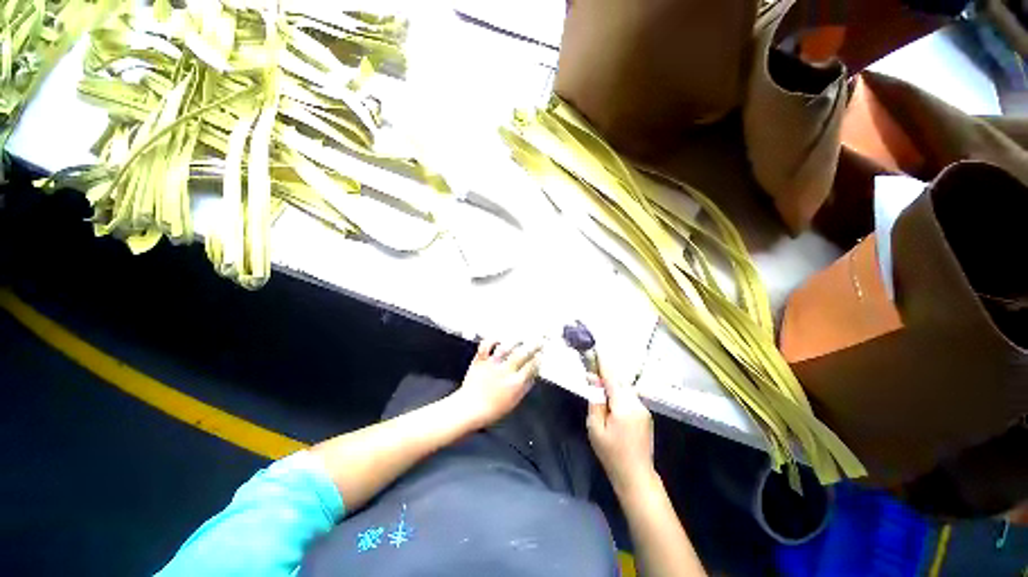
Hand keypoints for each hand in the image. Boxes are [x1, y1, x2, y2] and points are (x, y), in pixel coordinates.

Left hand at [450, 339, 541, 428]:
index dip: (538, 359)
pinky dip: (491, 340)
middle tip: (537, 341)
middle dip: (532, 346)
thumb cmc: (491, 410)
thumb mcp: (513, 402)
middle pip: (522, 354)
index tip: (541, 354)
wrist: (469, 410)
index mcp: (515, 383)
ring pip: (506, 348)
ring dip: (515, 341)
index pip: (531, 366)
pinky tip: (497, 338)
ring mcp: (492, 364)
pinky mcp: (480, 361)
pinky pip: (486, 346)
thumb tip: (532, 377)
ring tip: (521, 337)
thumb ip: (524, 388)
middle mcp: (505, 371)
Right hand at [586, 373, 655, 494]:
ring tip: (599, 384)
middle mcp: (637, 403)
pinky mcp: (645, 415)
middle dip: (606, 373)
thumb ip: (595, 401)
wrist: (637, 476)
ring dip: (613, 383)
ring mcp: (644, 409)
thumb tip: (593, 381)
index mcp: (624, 406)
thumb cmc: (611, 453)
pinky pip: (630, 396)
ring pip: (625, 388)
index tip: (596, 349)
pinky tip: (611, 398)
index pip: (612, 378)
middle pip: (620, 381)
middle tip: (592, 370)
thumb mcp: (595, 428)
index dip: (603, 363)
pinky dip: (619, 392)